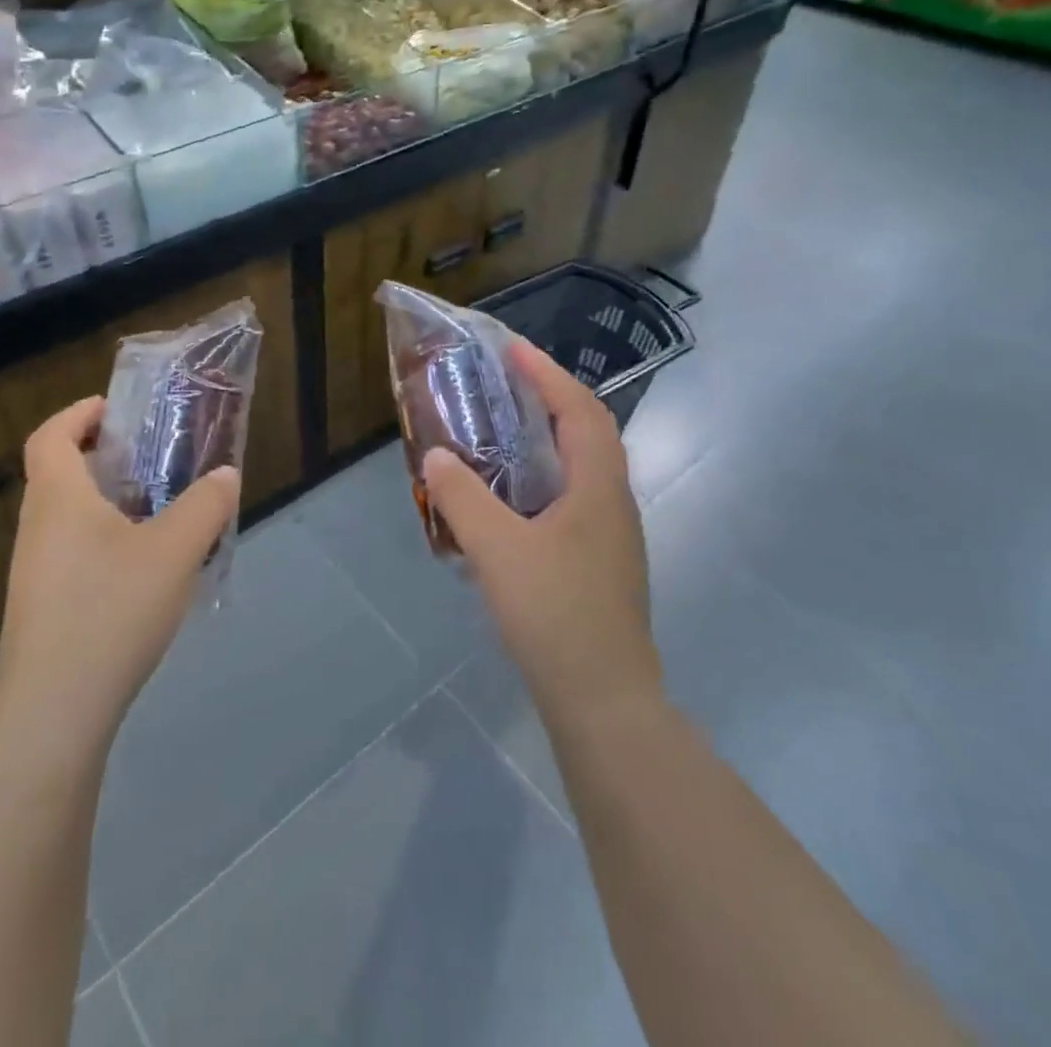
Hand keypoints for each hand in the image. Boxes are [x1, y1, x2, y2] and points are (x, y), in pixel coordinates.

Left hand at [0, 396, 240, 755]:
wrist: (55, 710)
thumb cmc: (111, 611)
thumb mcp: (175, 551)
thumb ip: (206, 506)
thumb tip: (226, 475)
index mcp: (59, 499)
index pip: (51, 435)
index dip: (79, 413)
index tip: (117, 411)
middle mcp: (37, 527)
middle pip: (58, 472)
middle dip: (101, 456)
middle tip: (151, 458)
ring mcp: (34, 570)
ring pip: (66, 516)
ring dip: (104, 500)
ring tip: (157, 510)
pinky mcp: (42, 606)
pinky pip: (71, 551)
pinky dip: (103, 539)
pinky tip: (143, 569)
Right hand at [422, 341, 660, 722]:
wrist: (603, 701)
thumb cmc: (554, 614)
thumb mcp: (496, 550)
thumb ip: (462, 498)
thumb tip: (436, 455)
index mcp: (598, 487)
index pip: (580, 409)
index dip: (548, 374)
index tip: (513, 349)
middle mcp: (614, 503)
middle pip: (590, 432)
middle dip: (552, 398)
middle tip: (508, 383)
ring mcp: (612, 536)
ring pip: (584, 467)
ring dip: (551, 438)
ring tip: (508, 430)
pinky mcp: (601, 564)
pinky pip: (575, 498)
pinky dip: (547, 478)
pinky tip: (514, 500)